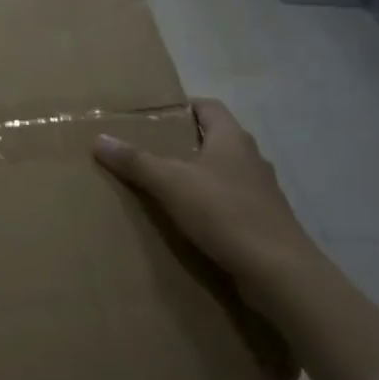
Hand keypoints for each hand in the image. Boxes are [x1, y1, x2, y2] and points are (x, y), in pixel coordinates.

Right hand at [94, 100, 322, 306]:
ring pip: (224, 173)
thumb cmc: (225, 213)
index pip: (208, 107)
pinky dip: (211, 205)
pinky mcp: (263, 222)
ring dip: (198, 176)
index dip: (183, 106)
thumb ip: (135, 161)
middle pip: (215, 139)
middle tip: (149, 150)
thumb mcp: (170, 183)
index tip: (154, 116)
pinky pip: (231, 203)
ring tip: (165, 186)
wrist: (279, 272)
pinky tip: (190, 220)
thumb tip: (99, 139)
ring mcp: (261, 192)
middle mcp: (251, 159)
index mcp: (232, 139)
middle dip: (185, 142)